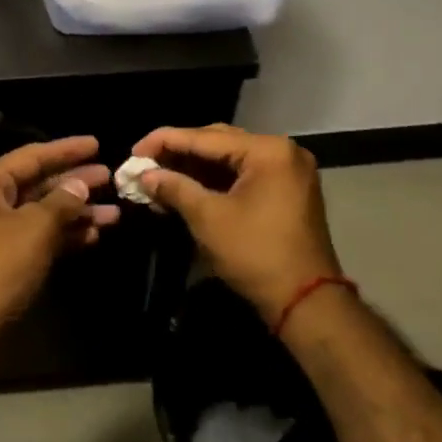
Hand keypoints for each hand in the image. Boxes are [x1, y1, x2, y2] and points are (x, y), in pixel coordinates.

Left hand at [0, 137, 118, 358]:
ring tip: (115, 213)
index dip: (66, 149)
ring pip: (41, 213)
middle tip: (111, 178)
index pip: (31, 156)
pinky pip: (37, 237)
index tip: (97, 143)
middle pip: (37, 184)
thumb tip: (80, 185)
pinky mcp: (3, 260)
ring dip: (76, 213)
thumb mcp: (34, 230)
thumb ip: (61, 202)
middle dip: (75, 183)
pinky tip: (94, 235)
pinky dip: (63, 235)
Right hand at [133, 125, 342, 325]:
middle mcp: (282, 152)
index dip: (165, 142)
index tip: (134, 151)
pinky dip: (215, 182)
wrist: (307, 303)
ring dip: (195, 169)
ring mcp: (288, 172)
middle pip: (219, 143)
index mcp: (267, 150)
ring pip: (230, 160)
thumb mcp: (208, 218)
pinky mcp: (287, 192)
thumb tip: (144, 175)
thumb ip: (175, 188)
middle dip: (179, 154)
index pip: (205, 137)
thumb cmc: (256, 254)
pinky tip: (185, 189)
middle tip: (144, 164)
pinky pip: (243, 176)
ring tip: (159, 178)